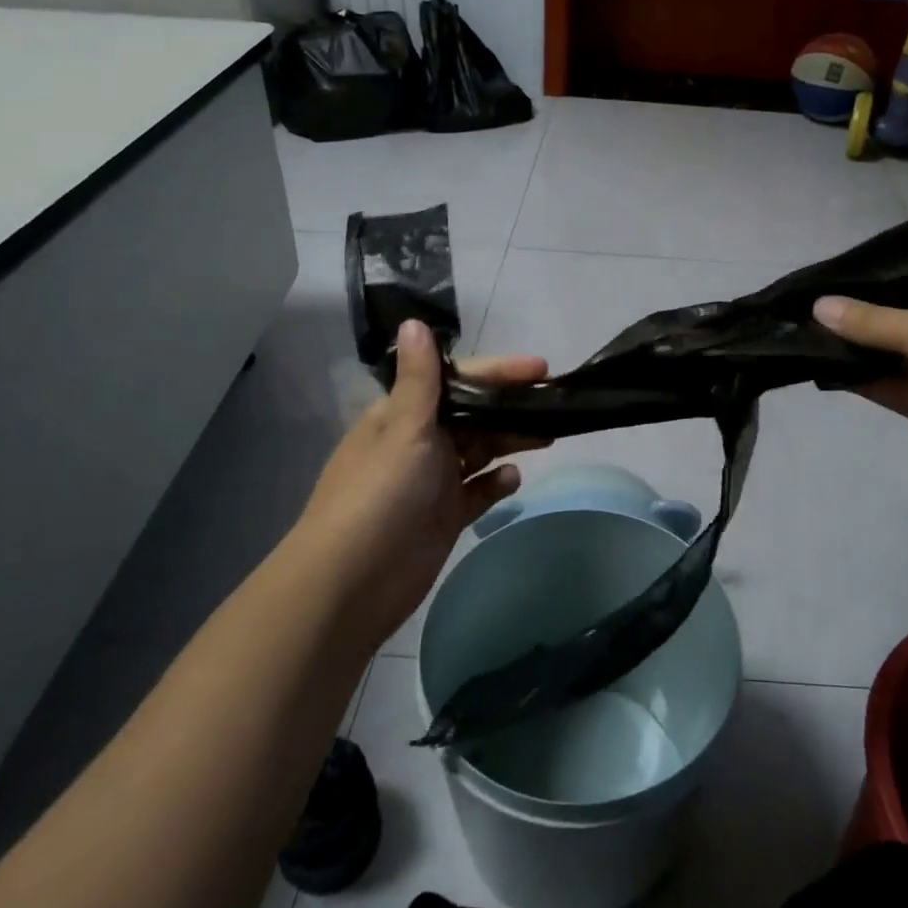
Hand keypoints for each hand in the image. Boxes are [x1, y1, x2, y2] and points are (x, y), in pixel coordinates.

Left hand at [289, 320, 547, 654]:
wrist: (352, 584)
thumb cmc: (380, 496)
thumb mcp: (403, 430)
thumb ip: (420, 380)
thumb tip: (414, 322)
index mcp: (402, 415)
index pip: (457, 380)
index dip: (498, 372)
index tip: (540, 368)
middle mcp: (418, 443)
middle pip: (473, 415)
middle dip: (510, 407)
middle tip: (554, 403)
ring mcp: (432, 481)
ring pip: (480, 451)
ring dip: (509, 440)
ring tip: (547, 434)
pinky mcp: (444, 516)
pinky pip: (478, 491)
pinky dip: (496, 482)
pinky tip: (513, 479)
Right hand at [814, 268, 907, 484]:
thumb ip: (867, 319)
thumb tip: (815, 305)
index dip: (871, 271)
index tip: (826, 270)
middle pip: (891, 308)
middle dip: (851, 309)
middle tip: (801, 300)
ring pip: (882, 346)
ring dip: (848, 343)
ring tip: (798, 329)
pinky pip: (880, 379)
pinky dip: (854, 373)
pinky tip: (814, 361)